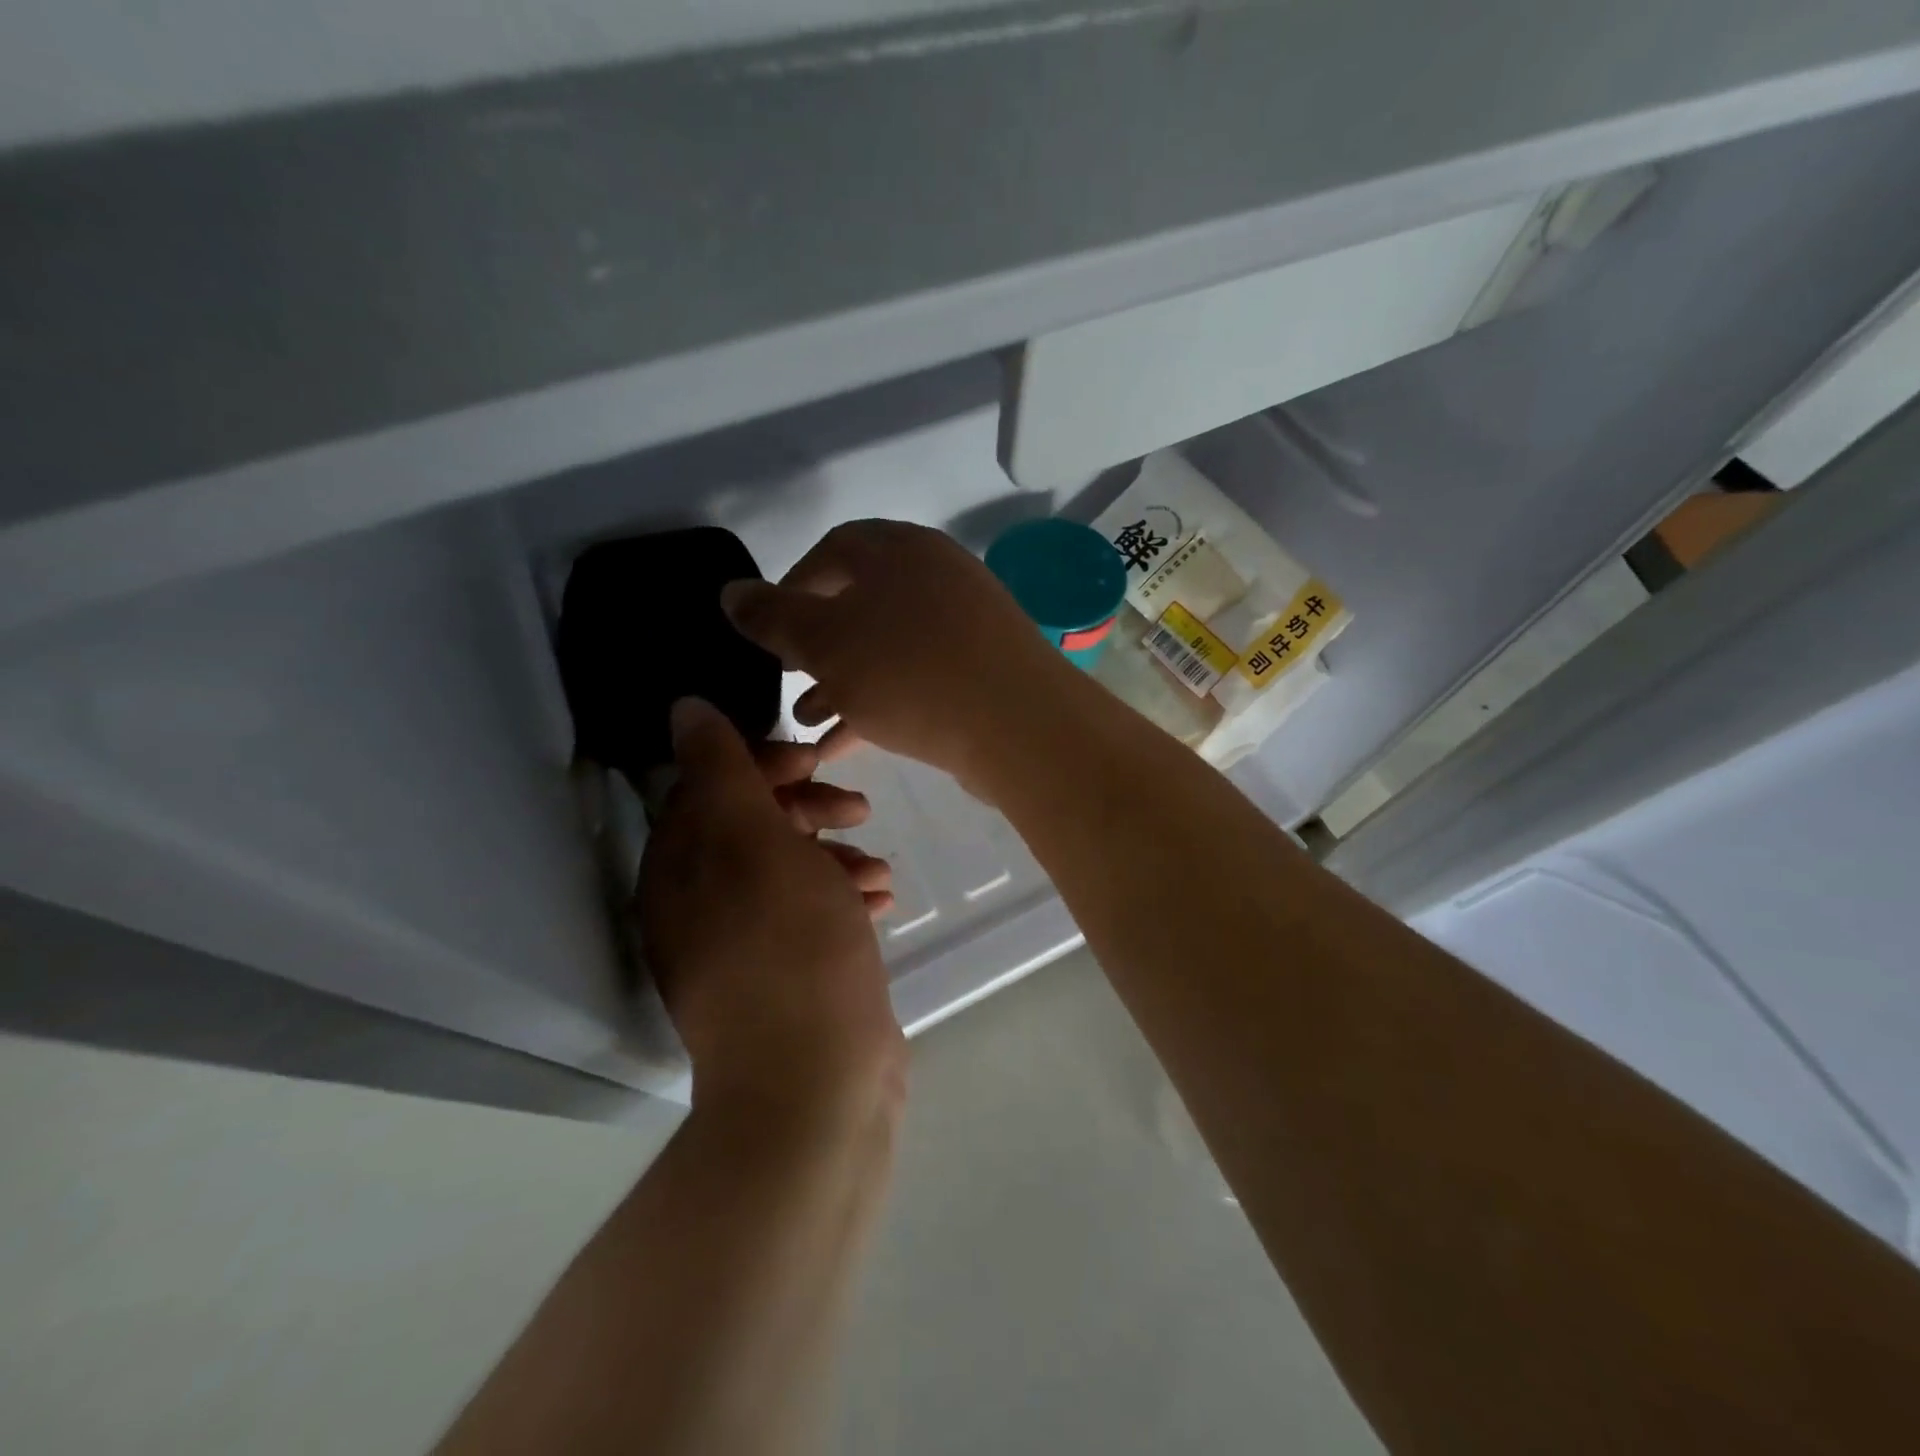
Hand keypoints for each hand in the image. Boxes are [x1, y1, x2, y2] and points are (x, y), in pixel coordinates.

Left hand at [637, 698, 905, 1123]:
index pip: (709, 785)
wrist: (817, 1087)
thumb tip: (684, 707)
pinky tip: (881, 898)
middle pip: (752, 824)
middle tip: (857, 807)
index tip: (817, 762)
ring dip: (834, 852)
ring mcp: (746, 942)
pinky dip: (843, 894)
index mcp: (680, 869)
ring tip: (876, 863)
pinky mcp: (789, 970)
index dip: (764, 762)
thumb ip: (722, 772)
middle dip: (807, 806)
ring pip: (789, 867)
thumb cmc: (790, 951)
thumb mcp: (755, 845)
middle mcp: (701, 903)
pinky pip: (812, 910)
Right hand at [721, 520, 1075, 788]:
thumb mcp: (826, 643)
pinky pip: (918, 677)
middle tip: (789, 676)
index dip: (793, 586)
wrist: (1018, 725)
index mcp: (900, 550)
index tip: (770, 629)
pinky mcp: (983, 669)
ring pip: (888, 647)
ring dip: (844, 680)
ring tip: (809, 721)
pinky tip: (847, 743)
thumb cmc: (910, 672)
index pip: (834, 550)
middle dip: (818, 643)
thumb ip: (774, 617)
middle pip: (862, 602)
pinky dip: (880, 702)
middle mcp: (937, 575)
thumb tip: (731, 591)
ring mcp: (967, 624)